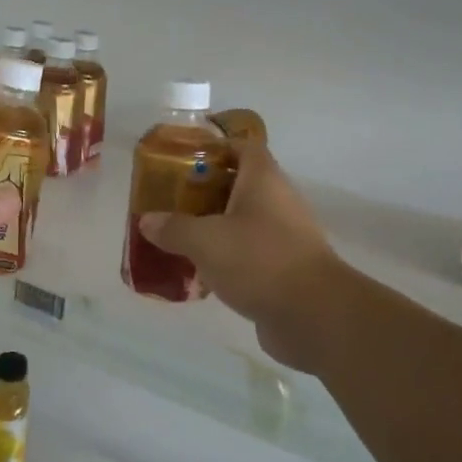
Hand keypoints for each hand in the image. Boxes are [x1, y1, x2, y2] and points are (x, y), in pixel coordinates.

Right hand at [138, 141, 345, 369]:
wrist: (313, 315)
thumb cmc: (259, 260)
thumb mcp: (205, 240)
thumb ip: (173, 228)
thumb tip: (148, 220)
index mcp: (264, 180)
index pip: (243, 147)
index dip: (215, 147)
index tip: (183, 158)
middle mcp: (278, 202)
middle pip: (239, 185)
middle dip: (204, 191)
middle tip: (170, 201)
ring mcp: (284, 237)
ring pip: (242, 222)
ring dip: (213, 227)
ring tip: (177, 236)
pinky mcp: (284, 269)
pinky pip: (248, 254)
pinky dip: (225, 259)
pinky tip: (199, 273)